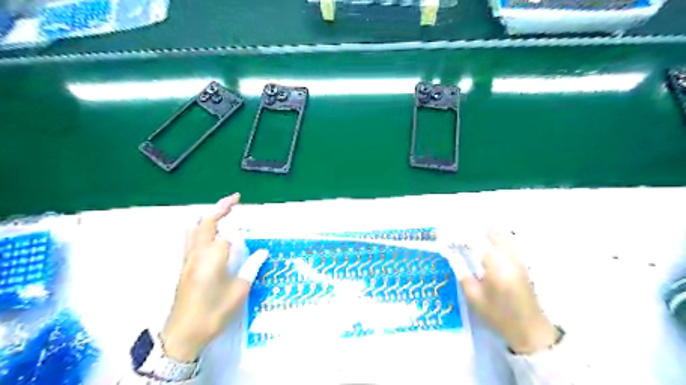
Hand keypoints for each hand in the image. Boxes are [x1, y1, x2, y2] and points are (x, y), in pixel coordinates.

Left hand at [159, 195, 267, 362]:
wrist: (183, 335)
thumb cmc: (213, 312)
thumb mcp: (239, 292)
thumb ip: (251, 268)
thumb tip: (263, 252)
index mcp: (212, 258)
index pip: (226, 235)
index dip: (240, 233)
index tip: (253, 234)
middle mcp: (197, 253)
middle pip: (206, 223)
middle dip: (220, 207)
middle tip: (236, 199)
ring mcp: (187, 259)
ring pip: (194, 229)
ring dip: (207, 217)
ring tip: (221, 212)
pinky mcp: (183, 267)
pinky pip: (189, 239)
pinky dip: (198, 228)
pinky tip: (205, 233)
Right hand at [455, 227, 555, 353]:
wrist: (530, 330)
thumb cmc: (498, 315)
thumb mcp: (474, 297)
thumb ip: (461, 272)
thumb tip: (450, 253)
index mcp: (495, 265)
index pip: (473, 241)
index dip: (458, 235)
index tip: (444, 232)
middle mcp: (508, 257)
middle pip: (491, 231)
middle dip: (473, 225)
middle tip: (457, 222)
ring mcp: (517, 258)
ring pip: (502, 234)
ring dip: (485, 228)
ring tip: (469, 225)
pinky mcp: (521, 262)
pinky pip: (508, 241)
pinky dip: (496, 234)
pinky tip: (486, 235)